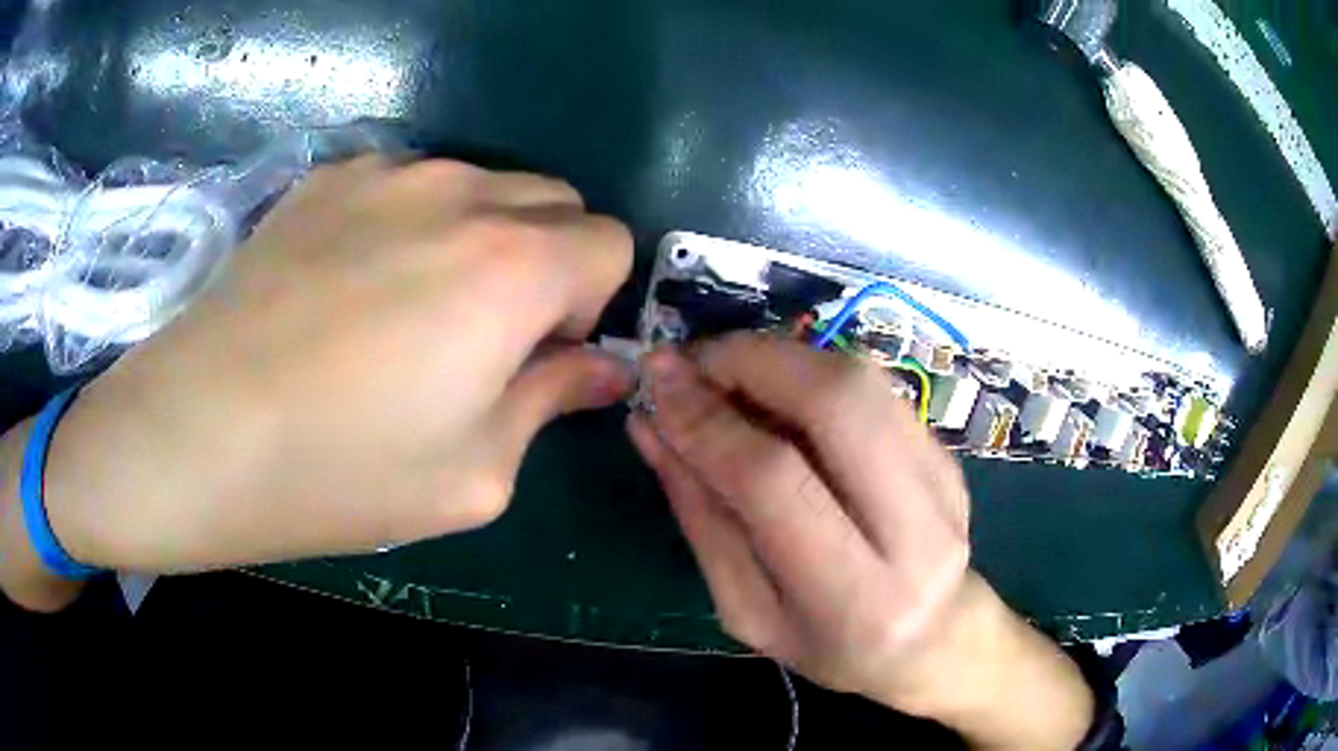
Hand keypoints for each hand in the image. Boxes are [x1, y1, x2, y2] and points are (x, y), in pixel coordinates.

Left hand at [26, 157, 633, 574]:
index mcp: (513, 266)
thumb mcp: (473, 474)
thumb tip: (603, 371)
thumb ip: (552, 402)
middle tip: (483, 335)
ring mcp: (388, 173)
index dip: (588, 304)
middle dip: (547, 262)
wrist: (197, 432)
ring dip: (480, 238)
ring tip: (407, 308)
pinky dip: (412, 222)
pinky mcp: (329, 177)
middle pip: (556, 201)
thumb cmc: (338, 473)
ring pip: (483, 185)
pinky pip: (409, 183)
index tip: (536, 355)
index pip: (611, 243)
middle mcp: (462, 192)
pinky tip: (349, 284)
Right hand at [628, 334, 970, 701]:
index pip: (774, 482)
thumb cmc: (829, 645)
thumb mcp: (747, 609)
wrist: (933, 640)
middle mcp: (916, 531)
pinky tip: (778, 393)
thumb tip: (652, 427)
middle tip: (696, 361)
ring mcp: (943, 481)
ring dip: (782, 357)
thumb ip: (702, 517)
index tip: (657, 381)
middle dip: (754, 361)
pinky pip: (875, 386)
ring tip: (729, 374)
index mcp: (855, 598)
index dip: (708, 421)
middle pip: (839, 402)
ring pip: (862, 379)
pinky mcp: (946, 452)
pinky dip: (813, 372)